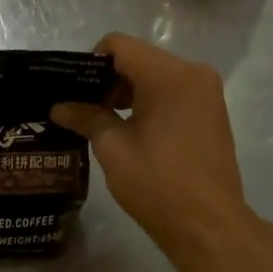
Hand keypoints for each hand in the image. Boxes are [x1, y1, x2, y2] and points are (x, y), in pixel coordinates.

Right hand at [51, 33, 249, 251]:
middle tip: (83, 110)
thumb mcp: (113, 148)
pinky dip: (150, 101)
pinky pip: (174, 91)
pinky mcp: (213, 111)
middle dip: (108, 79)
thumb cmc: (157, 183)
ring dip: (129, 91)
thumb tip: (59, 107)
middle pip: (139, 58)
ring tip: (104, 122)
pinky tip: (133, 130)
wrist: (209, 226)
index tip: (74, 91)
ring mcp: (207, 92)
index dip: (90, 63)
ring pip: (156, 75)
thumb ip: (86, 118)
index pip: (118, 45)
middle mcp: (193, 72)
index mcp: (168, 74)